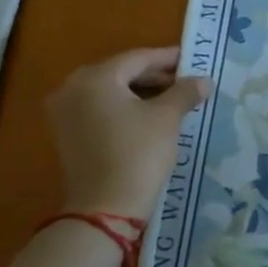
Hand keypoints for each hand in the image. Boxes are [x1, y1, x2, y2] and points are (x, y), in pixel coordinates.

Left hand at [47, 47, 210, 220]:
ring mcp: (64, 113)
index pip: (137, 58)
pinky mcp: (66, 135)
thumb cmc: (138, 154)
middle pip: (120, 73)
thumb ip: (185, 92)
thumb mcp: (166, 118)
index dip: (167, 58)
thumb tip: (203, 80)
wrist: (105, 207)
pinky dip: (123, 109)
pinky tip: (148, 117)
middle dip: (154, 76)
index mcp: (95, 78)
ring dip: (140, 93)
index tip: (191, 59)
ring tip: (171, 99)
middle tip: (184, 81)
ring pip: (109, 93)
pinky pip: (99, 110)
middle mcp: (72, 88)